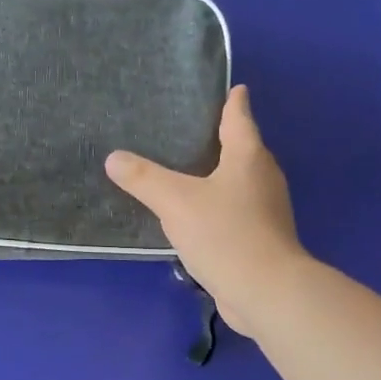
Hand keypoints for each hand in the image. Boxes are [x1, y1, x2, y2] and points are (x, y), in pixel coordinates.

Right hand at [106, 85, 305, 337]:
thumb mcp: (175, 201)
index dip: (233, 102)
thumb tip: (114, 158)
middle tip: (194, 130)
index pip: (240, 118)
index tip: (233, 88)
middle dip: (224, 139)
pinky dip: (219, 206)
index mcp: (248, 157)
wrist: (265, 291)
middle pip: (244, 149)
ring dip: (220, 175)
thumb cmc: (224, 233)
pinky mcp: (261, 238)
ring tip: (189, 172)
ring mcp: (266, 210)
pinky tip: (198, 215)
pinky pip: (236, 211)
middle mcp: (263, 178)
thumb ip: (143, 178)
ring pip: (241, 182)